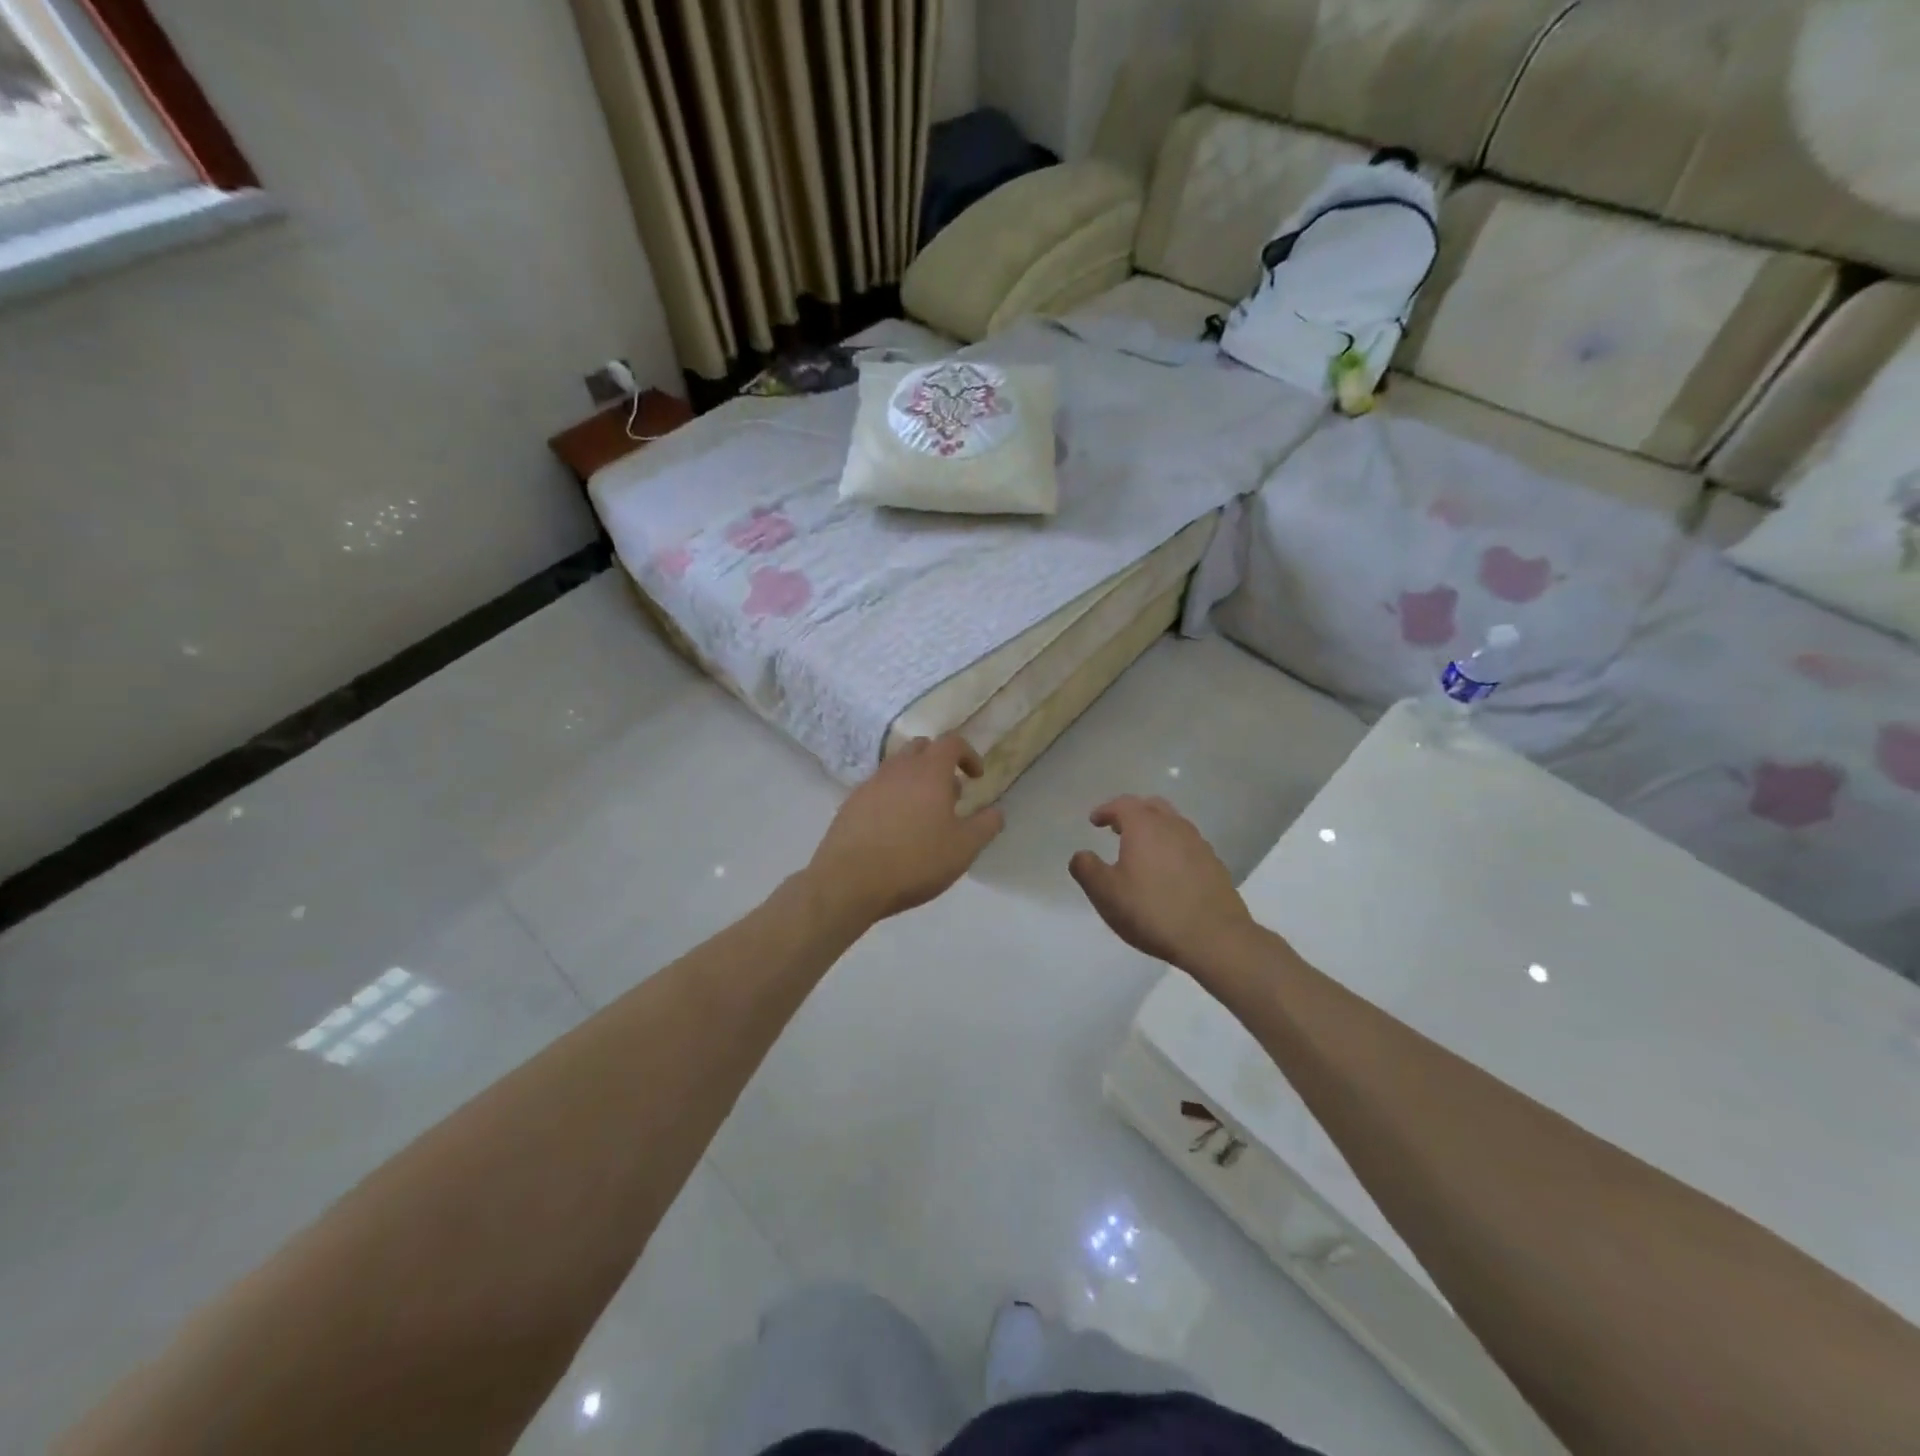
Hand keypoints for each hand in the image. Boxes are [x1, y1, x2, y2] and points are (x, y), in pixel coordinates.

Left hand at [807, 735, 1004, 924]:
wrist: (849, 881)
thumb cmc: (915, 861)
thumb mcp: (963, 848)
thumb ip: (986, 826)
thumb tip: (996, 811)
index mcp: (929, 771)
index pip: (951, 743)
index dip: (968, 754)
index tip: (976, 777)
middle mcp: (898, 769)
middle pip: (921, 748)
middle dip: (939, 762)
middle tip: (950, 793)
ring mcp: (870, 784)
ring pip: (897, 768)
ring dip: (915, 780)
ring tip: (924, 814)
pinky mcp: (850, 804)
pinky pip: (878, 789)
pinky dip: (892, 797)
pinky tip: (895, 829)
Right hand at [1069, 796, 1258, 972]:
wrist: (1214, 937)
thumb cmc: (1152, 911)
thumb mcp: (1106, 894)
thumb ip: (1087, 869)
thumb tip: (1081, 855)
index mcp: (1145, 826)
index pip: (1122, 804)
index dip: (1106, 810)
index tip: (1095, 821)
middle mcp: (1174, 826)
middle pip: (1152, 806)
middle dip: (1132, 813)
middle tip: (1118, 829)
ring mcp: (1198, 844)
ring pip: (1173, 824)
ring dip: (1155, 829)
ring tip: (1142, 850)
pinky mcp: (1214, 865)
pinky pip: (1188, 845)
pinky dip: (1172, 848)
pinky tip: (1168, 872)